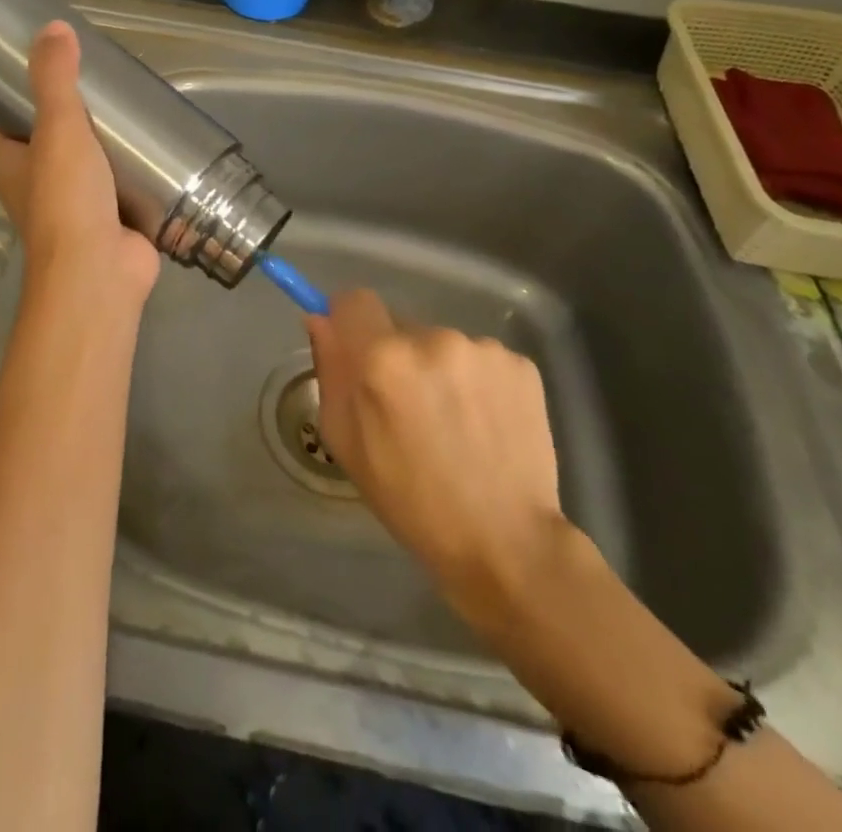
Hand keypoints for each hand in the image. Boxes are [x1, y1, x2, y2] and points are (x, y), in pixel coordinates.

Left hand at [0, 21, 160, 306]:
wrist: (99, 272)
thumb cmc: (66, 199)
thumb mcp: (58, 128)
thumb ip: (55, 79)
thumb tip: (52, 26)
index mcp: (10, 166)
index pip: (6, 126)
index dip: (21, 103)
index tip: (52, 77)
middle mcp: (35, 188)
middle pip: (51, 145)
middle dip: (75, 122)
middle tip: (106, 90)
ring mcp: (74, 209)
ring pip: (88, 167)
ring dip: (107, 149)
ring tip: (135, 113)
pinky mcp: (110, 224)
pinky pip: (120, 190)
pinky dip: (134, 175)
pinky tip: (158, 152)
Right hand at [306, 289, 567, 612]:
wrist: (506, 541)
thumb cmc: (410, 499)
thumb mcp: (345, 440)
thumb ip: (330, 370)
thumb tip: (321, 319)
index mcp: (382, 358)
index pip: (354, 300)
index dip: (351, 324)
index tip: (358, 353)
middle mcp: (433, 339)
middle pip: (400, 326)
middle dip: (398, 357)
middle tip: (410, 409)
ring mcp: (482, 349)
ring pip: (442, 344)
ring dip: (440, 371)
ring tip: (454, 424)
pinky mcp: (521, 364)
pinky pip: (481, 359)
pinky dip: (477, 383)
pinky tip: (485, 424)